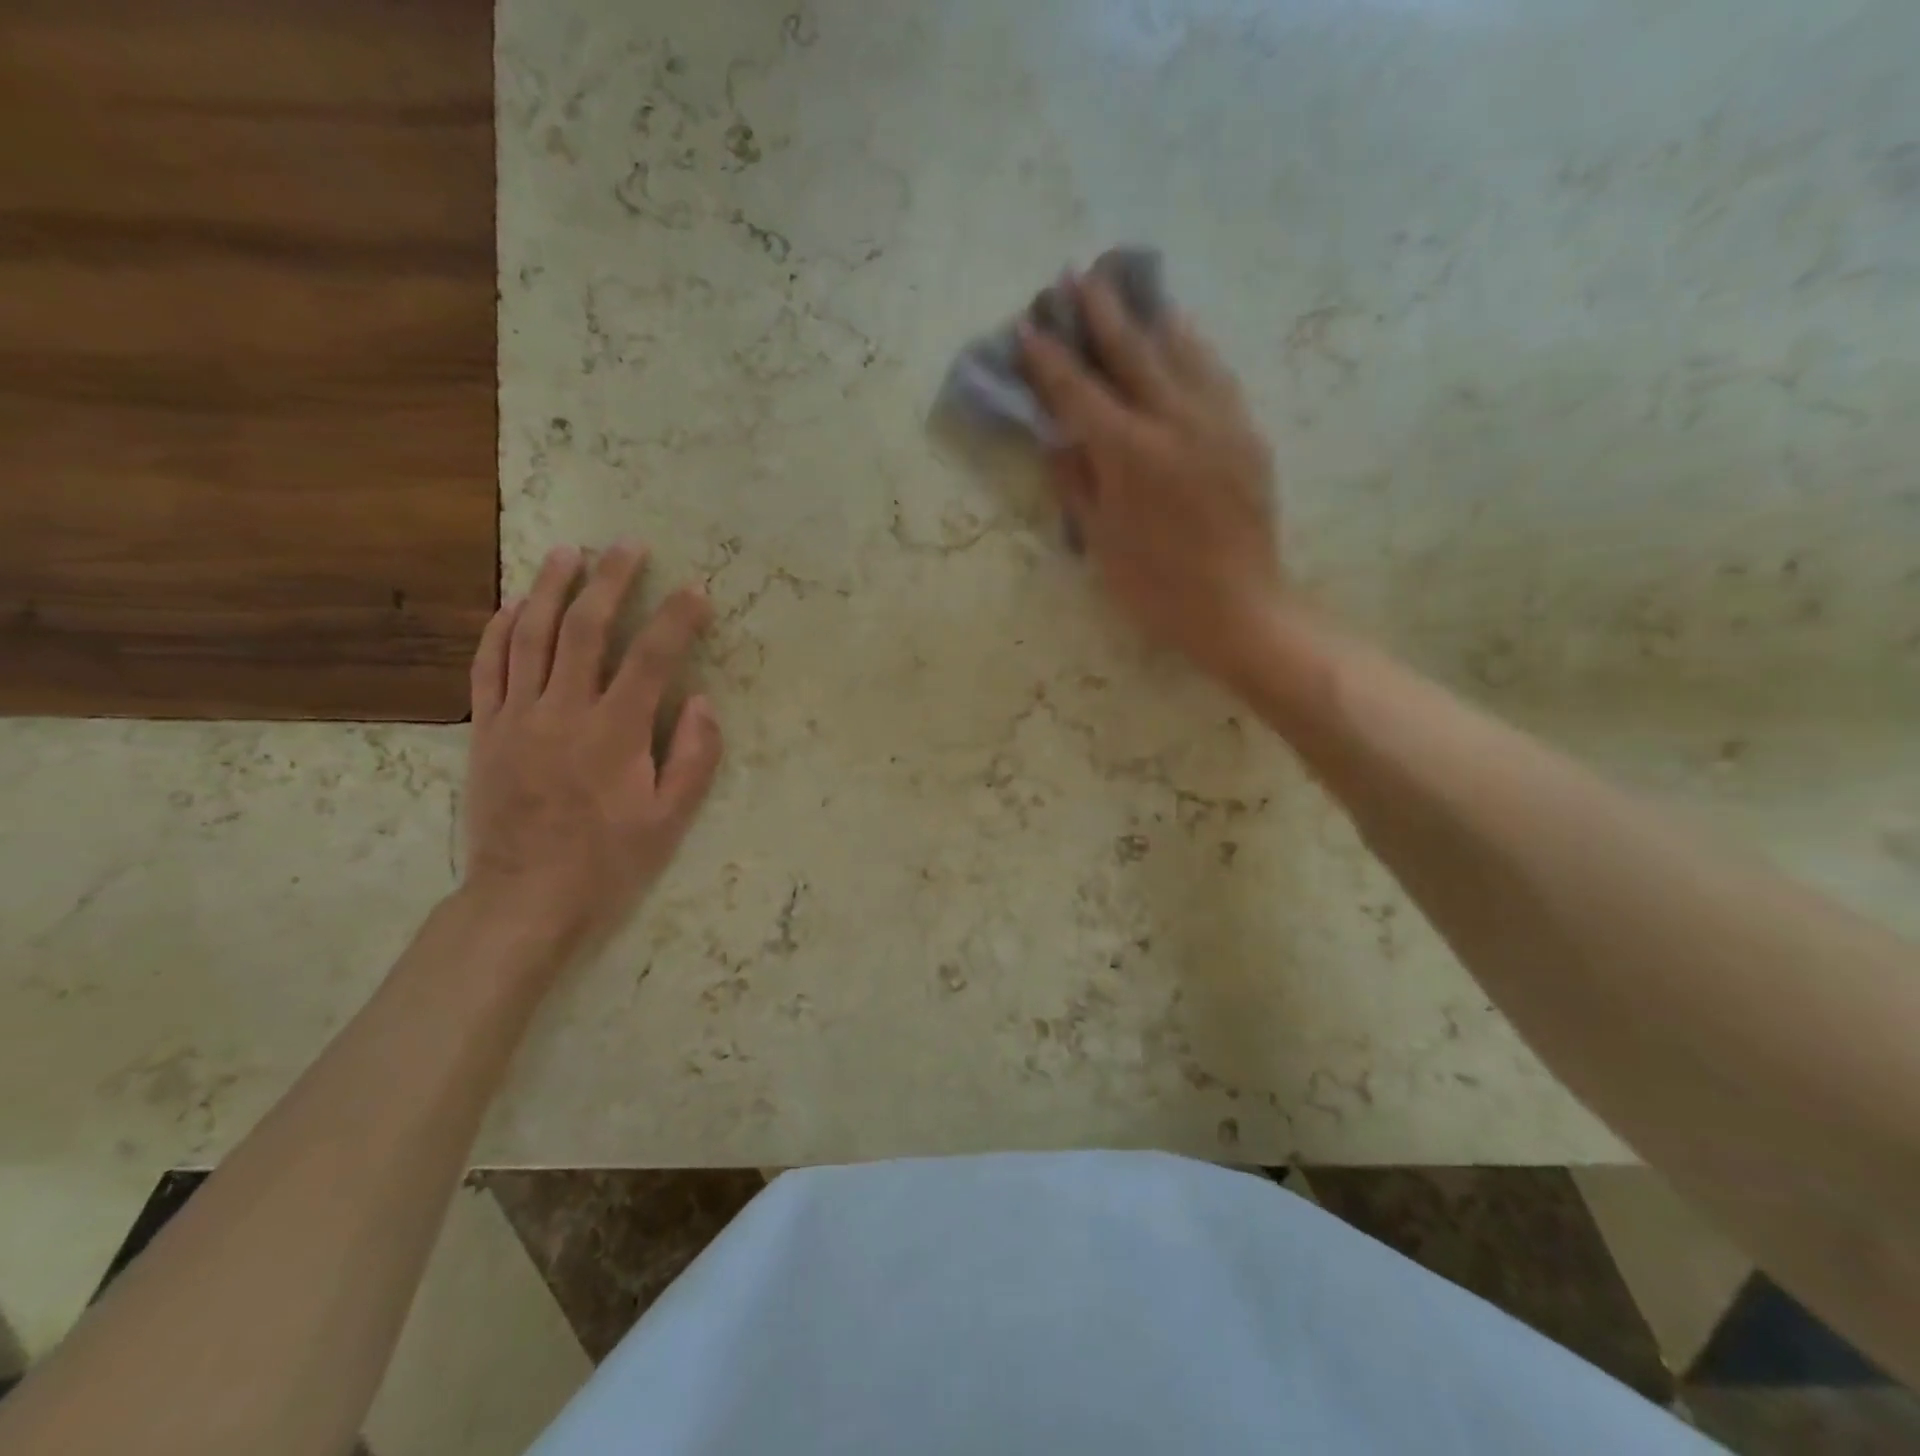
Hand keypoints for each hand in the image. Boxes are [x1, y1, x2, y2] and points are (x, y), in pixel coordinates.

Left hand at [461, 542, 721, 966]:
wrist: (525, 898)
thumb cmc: (609, 862)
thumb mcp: (670, 820)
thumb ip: (693, 757)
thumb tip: (701, 701)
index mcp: (616, 733)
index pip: (652, 657)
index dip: (676, 618)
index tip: (695, 590)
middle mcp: (564, 711)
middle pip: (585, 628)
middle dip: (610, 580)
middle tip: (627, 545)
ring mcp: (517, 717)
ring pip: (530, 636)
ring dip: (549, 588)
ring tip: (567, 552)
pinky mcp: (486, 731)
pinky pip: (488, 668)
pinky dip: (499, 630)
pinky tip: (513, 606)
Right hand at [1020, 274, 1283, 685]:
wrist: (1237, 607)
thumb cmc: (1155, 587)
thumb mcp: (1100, 542)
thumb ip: (1076, 483)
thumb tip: (1057, 438)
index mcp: (1129, 453)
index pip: (1079, 392)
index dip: (1049, 359)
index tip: (1028, 327)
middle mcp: (1174, 421)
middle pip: (1131, 352)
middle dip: (1099, 312)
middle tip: (1076, 275)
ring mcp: (1217, 422)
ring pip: (1182, 350)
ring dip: (1150, 316)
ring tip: (1132, 287)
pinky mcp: (1246, 433)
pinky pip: (1216, 373)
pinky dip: (1193, 347)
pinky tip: (1183, 335)